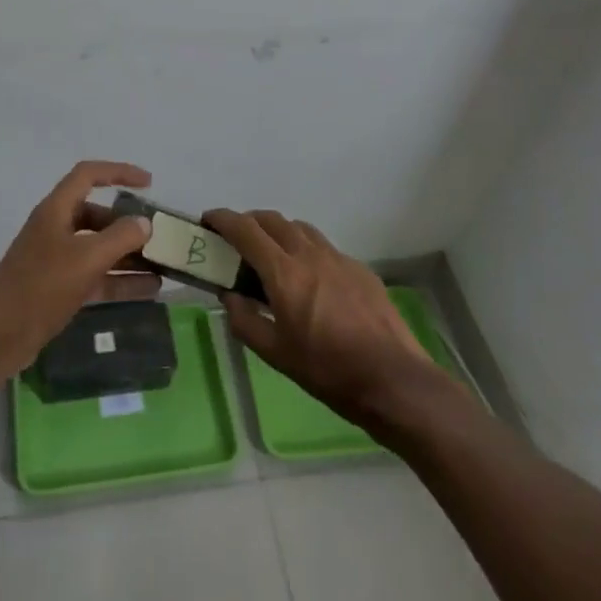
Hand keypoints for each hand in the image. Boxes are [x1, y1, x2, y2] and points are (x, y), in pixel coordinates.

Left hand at [0, 161, 161, 378]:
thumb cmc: (40, 287)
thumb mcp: (86, 259)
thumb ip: (120, 238)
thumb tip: (144, 223)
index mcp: (56, 210)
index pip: (89, 175)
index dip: (119, 172)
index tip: (149, 184)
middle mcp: (56, 228)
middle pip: (97, 215)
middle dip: (128, 224)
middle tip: (159, 237)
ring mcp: (56, 260)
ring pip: (99, 248)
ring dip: (129, 255)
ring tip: (163, 265)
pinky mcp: (59, 288)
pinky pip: (96, 276)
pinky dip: (120, 280)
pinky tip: (149, 289)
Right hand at [208, 209, 442, 429]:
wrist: (393, 380)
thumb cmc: (328, 370)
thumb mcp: (275, 354)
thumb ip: (244, 320)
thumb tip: (229, 295)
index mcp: (284, 273)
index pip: (245, 230)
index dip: (222, 219)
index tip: (207, 221)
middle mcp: (309, 254)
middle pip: (272, 220)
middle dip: (248, 222)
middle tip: (235, 239)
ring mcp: (338, 258)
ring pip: (300, 228)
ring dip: (278, 231)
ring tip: (271, 255)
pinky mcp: (360, 269)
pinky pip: (324, 247)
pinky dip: (305, 250)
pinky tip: (309, 279)